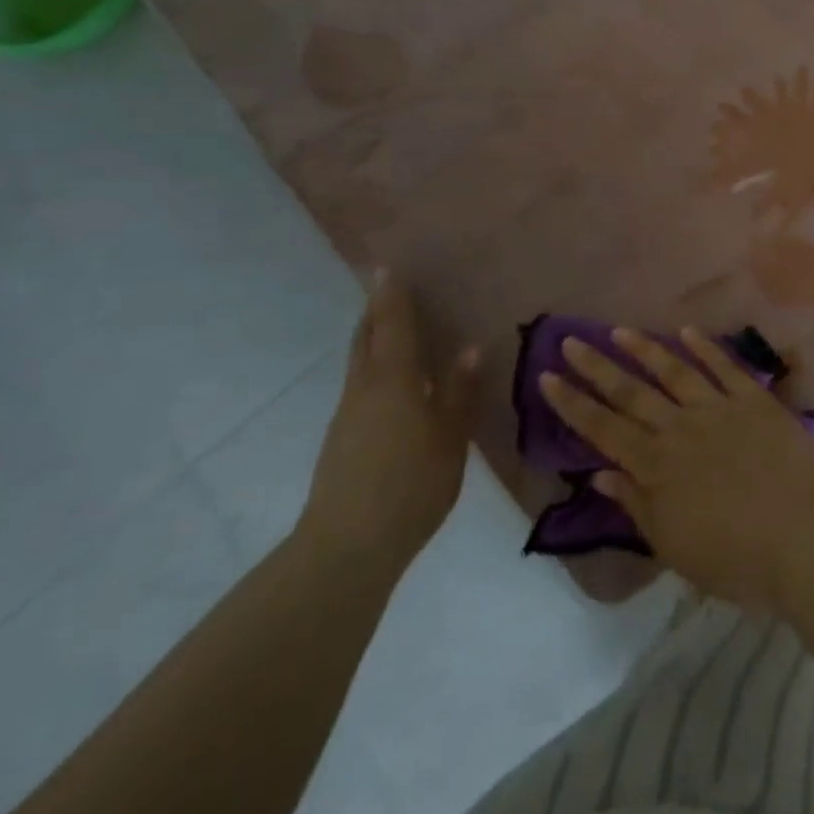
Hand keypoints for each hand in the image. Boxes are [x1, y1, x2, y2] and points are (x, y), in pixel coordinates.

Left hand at [298, 272, 478, 575]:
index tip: (386, 267)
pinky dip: (373, 366)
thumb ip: (460, 392)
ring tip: (390, 326)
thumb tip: (470, 347)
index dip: (391, 296)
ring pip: (359, 362)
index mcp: (393, 380)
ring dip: (371, 337)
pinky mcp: (342, 439)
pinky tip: (392, 382)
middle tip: (386, 289)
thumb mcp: (450, 437)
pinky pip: (360, 385)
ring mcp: (348, 415)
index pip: (391, 325)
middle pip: (365, 338)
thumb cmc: (410, 484)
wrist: (347, 546)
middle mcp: (364, 388)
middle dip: (375, 311)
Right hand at [543, 327, 813, 612]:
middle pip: (631, 392)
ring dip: (645, 349)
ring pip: (674, 371)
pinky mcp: (755, 401)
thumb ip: (636, 504)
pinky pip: (725, 367)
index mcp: (656, 467)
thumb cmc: (734, 558)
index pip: (603, 429)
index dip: (573, 404)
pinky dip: (705, 348)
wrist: (802, 540)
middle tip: (570, 339)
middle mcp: (680, 429)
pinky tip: (687, 332)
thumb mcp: (673, 545)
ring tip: (620, 330)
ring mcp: (719, 409)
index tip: (547, 376)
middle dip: (597, 366)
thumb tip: (600, 476)